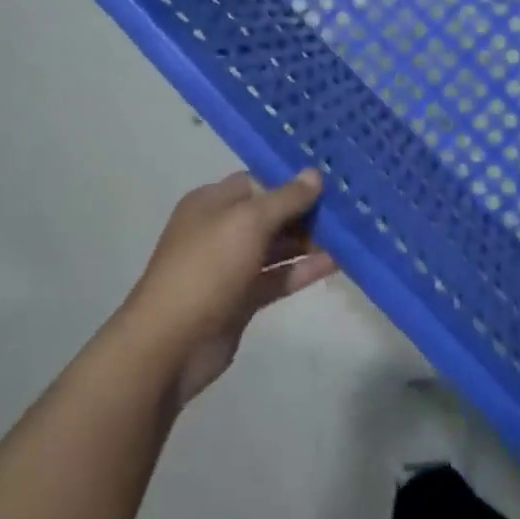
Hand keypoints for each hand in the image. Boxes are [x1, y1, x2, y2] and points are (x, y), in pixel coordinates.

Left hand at [121, 170, 337, 405]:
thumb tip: (314, 173)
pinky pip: (278, 277)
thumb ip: (285, 198)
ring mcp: (230, 266)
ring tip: (350, 232)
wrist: (169, 345)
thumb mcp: (249, 222)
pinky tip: (336, 263)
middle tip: (347, 205)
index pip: (257, 180)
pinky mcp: (241, 299)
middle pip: (270, 213)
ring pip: (276, 247)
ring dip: (309, 241)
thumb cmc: (207, 268)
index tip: (328, 178)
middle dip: (305, 210)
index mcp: (212, 203)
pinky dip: (303, 270)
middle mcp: (220, 230)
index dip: (290, 179)